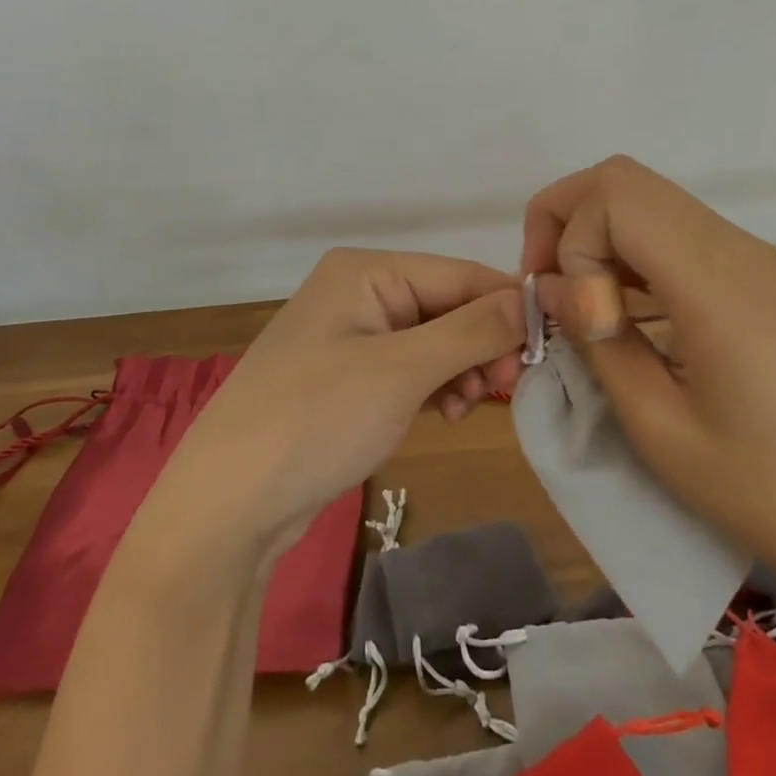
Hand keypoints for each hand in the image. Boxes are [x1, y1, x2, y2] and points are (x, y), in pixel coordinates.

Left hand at [143, 249, 524, 548]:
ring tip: (466, 408)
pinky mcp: (348, 375)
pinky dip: (435, 386)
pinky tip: (443, 413)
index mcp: (366, 270)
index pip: (459, 273)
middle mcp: (359, 290)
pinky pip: (410, 367)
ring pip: (433, 339)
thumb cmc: (317, 419)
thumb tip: (534, 299)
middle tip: (504, 389)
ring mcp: (351, 334)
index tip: (547, 349)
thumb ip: (473, 330)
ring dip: (461, 369)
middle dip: (482, 344)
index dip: (507, 306)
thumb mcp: (402, 370)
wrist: (227, 504)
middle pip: (447, 305)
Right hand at [522, 156, 775, 591]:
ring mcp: (749, 252)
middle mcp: (734, 247)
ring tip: (581, 299)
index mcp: (714, 284)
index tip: (575, 316)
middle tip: (553, 286)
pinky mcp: (754, 267)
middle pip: (624, 178)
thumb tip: (554, 287)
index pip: (616, 199)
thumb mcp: (655, 426)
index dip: (572, 244)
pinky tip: (621, 304)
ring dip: (596, 230)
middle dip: (567, 219)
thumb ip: (595, 340)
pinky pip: (672, 224)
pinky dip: (628, 245)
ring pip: (645, 194)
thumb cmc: (758, 488)